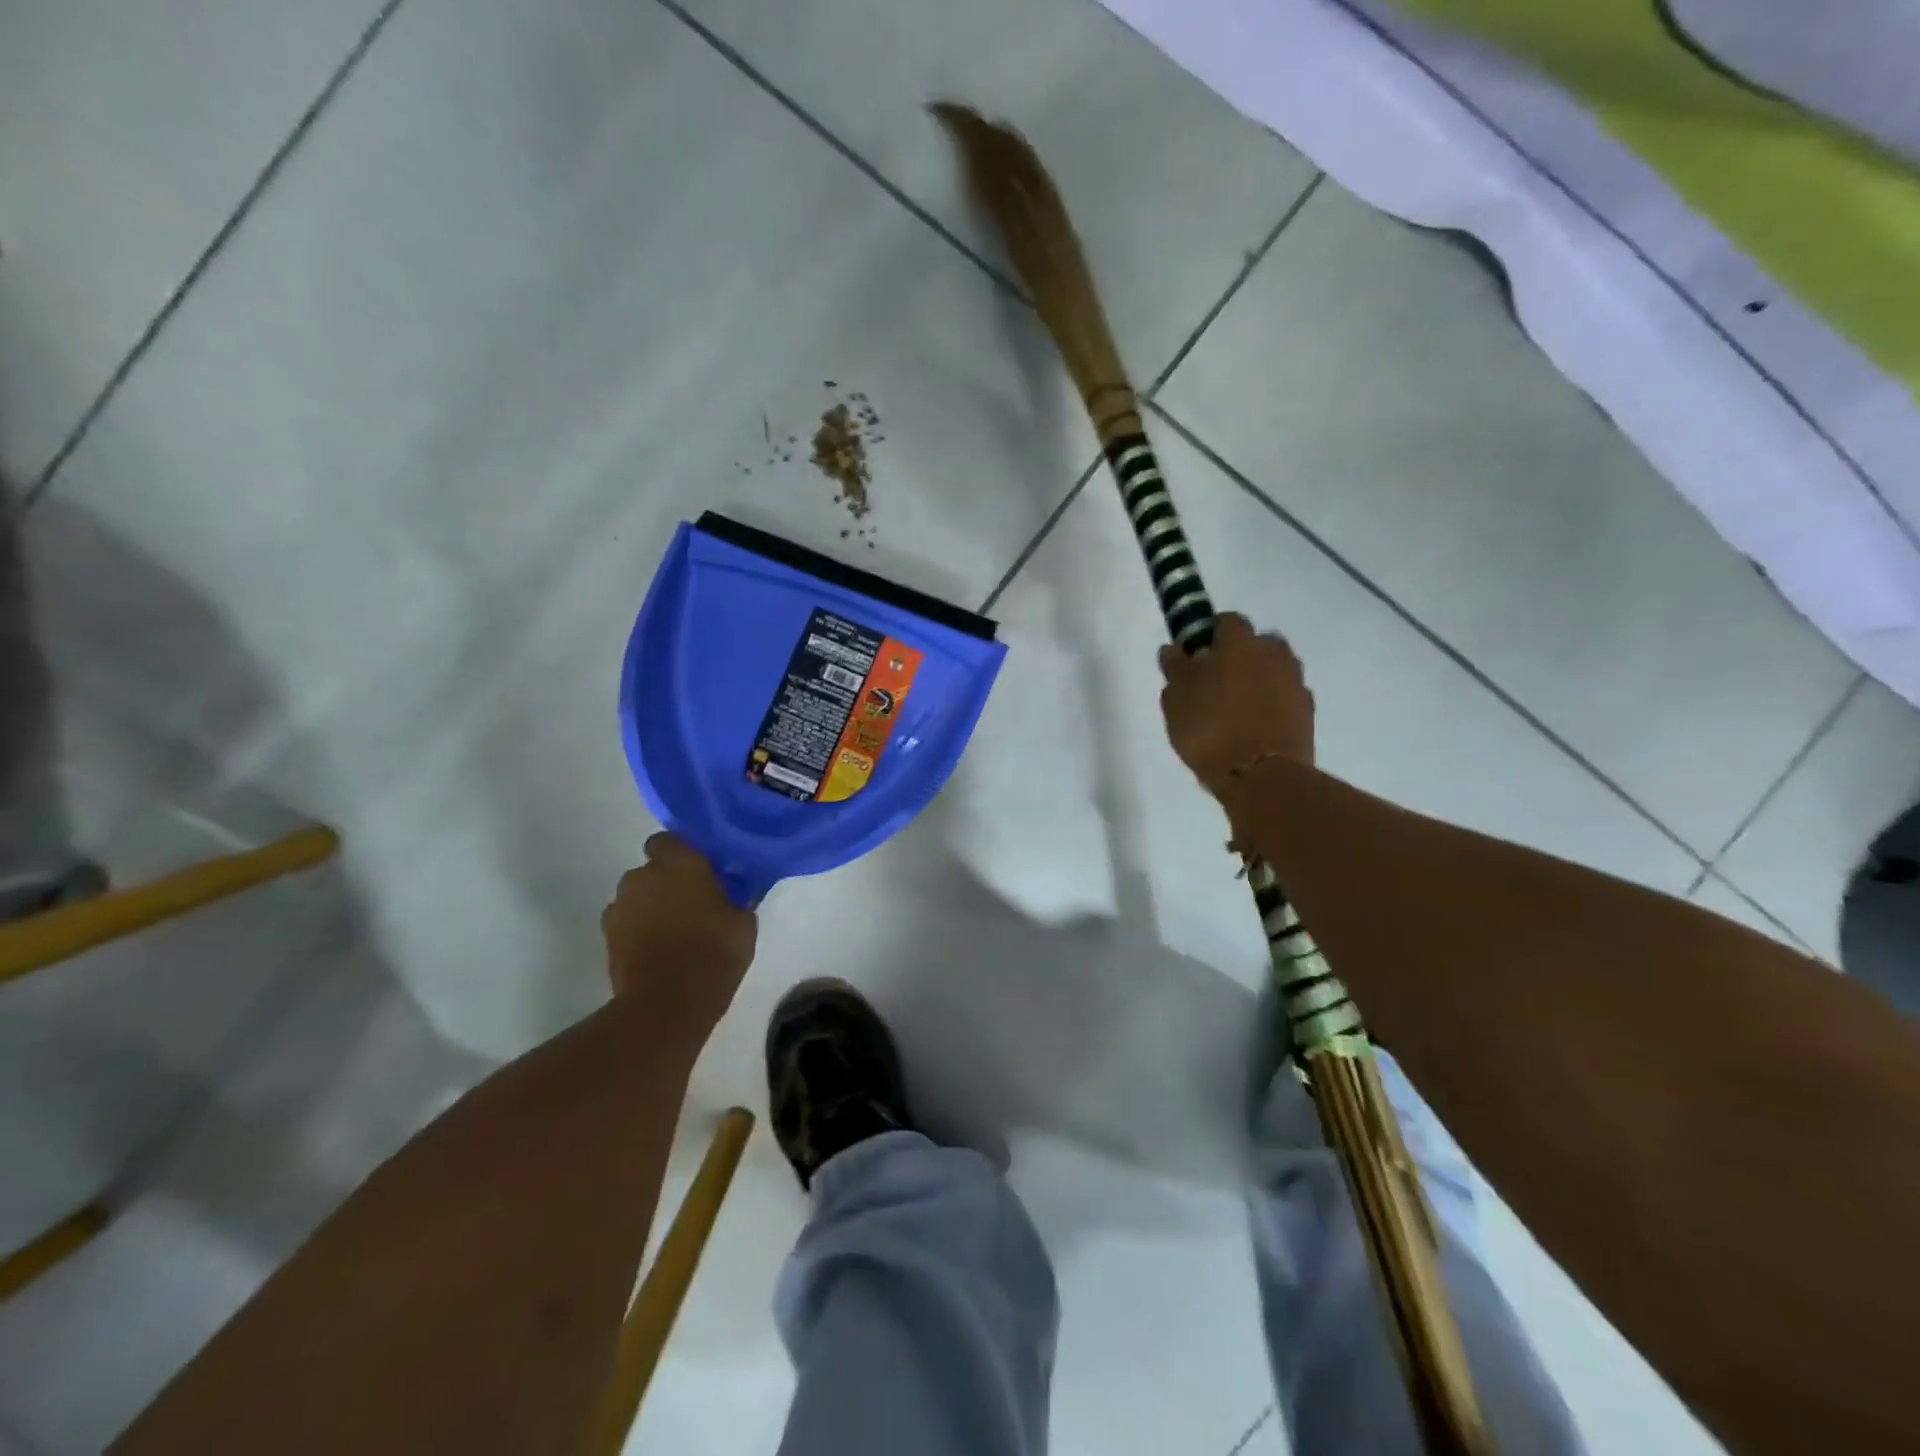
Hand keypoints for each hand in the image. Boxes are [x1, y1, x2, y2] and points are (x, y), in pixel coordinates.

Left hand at [602, 834, 757, 1039]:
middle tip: (691, 904)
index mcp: (679, 862)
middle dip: (666, 883)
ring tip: (672, 932)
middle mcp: (642, 875)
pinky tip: (657, 950)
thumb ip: (733, 899)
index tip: (699, 871)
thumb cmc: (715, 951)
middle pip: (651, 870)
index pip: (669, 840)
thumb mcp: (743, 922)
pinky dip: (637, 932)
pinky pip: (626, 924)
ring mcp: (619, 907)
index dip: (681, 853)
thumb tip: (730, 896)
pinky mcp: (607, 938)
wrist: (668, 1003)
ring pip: (636, 897)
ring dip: (650, 907)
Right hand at [1159, 612, 1314, 801]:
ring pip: (1272, 670)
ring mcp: (1296, 682)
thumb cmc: (1210, 730)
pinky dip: (1271, 704)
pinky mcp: (1308, 712)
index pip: (1227, 621)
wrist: (1262, 777)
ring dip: (1257, 680)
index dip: (1209, 634)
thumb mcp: (1176, 700)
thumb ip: (1175, 669)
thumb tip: (1174, 650)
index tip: (1195, 655)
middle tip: (1214, 682)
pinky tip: (1253, 726)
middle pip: (1255, 644)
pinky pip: (1284, 697)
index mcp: (1240, 643)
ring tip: (1234, 708)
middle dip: (1238, 656)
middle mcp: (1274, 654)